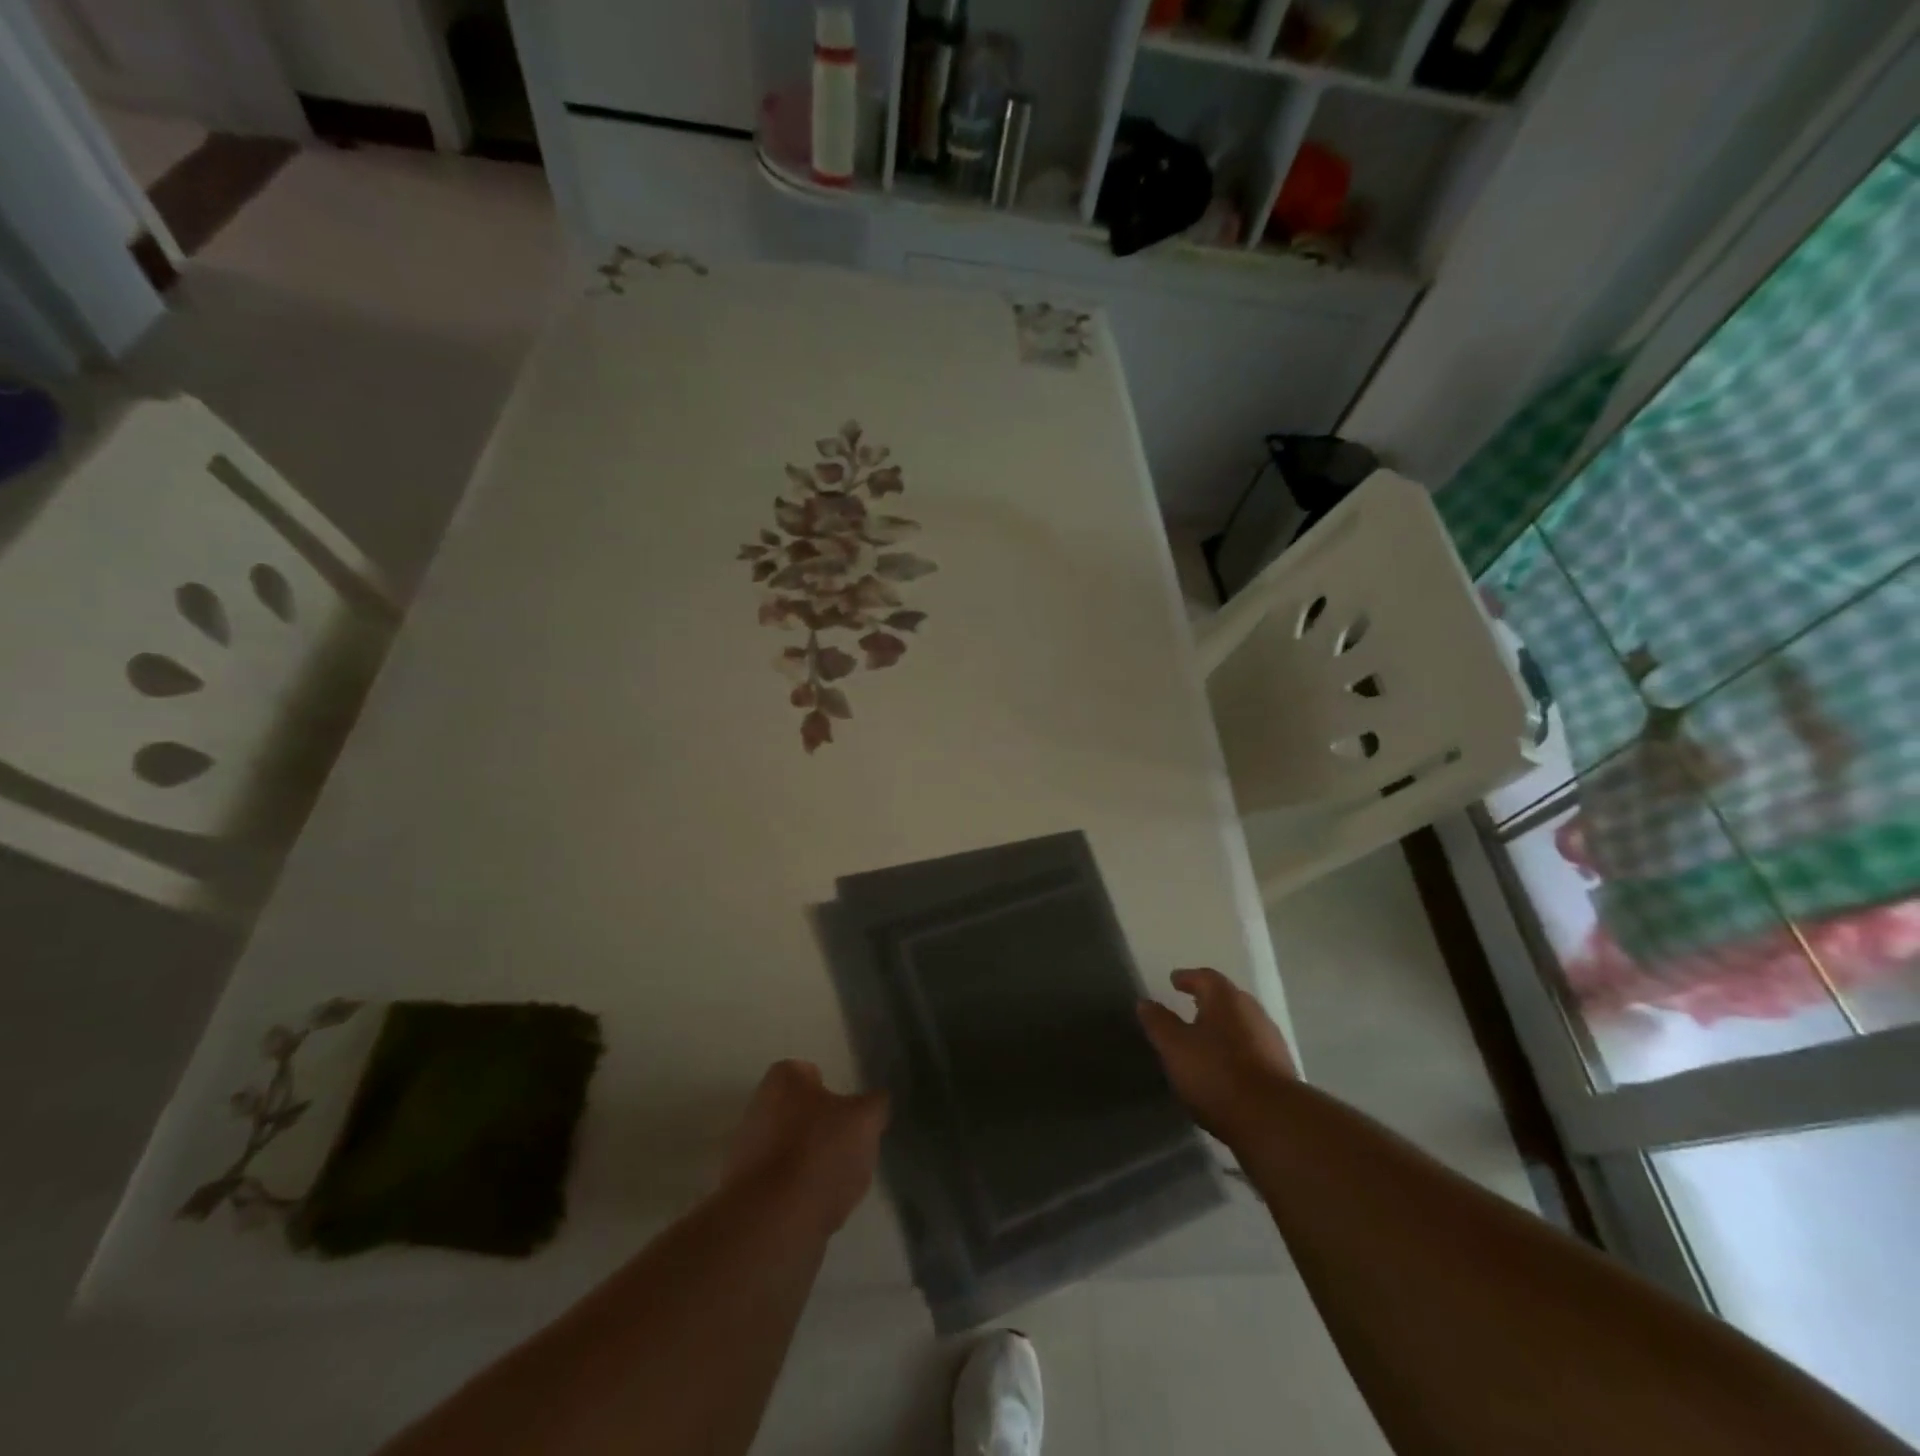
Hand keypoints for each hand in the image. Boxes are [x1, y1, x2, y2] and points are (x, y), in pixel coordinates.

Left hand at [723, 1060, 888, 1235]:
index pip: (809, 1072)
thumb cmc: (819, 1153)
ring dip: (814, 1163)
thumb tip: (875, 1103)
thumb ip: (875, 1105)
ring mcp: (748, 1154)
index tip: (851, 1111)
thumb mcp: (865, 1120)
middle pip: (800, 1113)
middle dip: (823, 1128)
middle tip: (850, 1146)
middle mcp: (758, 1109)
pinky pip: (785, 1186)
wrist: (773, 1224)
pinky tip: (822, 1208)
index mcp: (782, 1080)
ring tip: (841, 1183)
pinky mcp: (747, 1196)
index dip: (832, 1089)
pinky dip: (803, 1193)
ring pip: (793, 1151)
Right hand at [1138, 968, 1295, 1143]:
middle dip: (1209, 1002)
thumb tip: (1145, 1002)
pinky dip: (1237, 1051)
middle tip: (1189, 1007)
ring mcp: (1272, 1041)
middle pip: (1228, 999)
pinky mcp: (1282, 1070)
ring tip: (1206, 1041)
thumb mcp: (1174, 1048)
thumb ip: (1159, 1023)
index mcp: (1226, 999)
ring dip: (1224, 1028)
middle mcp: (1253, 1012)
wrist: (1272, 1121)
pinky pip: (1253, 1050)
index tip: (1174, 981)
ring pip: (1243, 1025)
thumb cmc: (1216, 1074)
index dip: (1188, 978)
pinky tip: (1226, 1068)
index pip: (1205, 977)